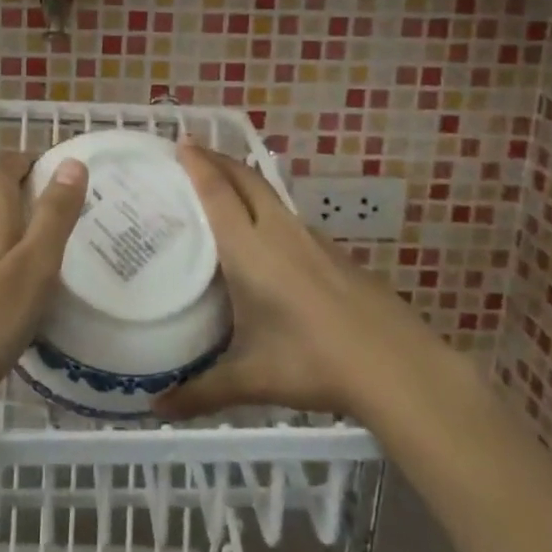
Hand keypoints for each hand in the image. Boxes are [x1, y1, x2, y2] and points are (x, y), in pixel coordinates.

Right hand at [154, 143, 436, 419]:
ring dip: (245, 181)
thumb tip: (155, 409)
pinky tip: (268, 238)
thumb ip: (201, 391)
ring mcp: (312, 240)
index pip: (218, 194)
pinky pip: (290, 218)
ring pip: (271, 196)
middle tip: (194, 151)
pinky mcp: (334, 254)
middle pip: (246, 180)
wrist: (395, 365)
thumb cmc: (313, 362)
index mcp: (250, 250)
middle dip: (219, 159)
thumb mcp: (252, 379)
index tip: (181, 142)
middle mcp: (278, 233)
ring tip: (224, 187)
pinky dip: (268, 210)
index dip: (199, 165)